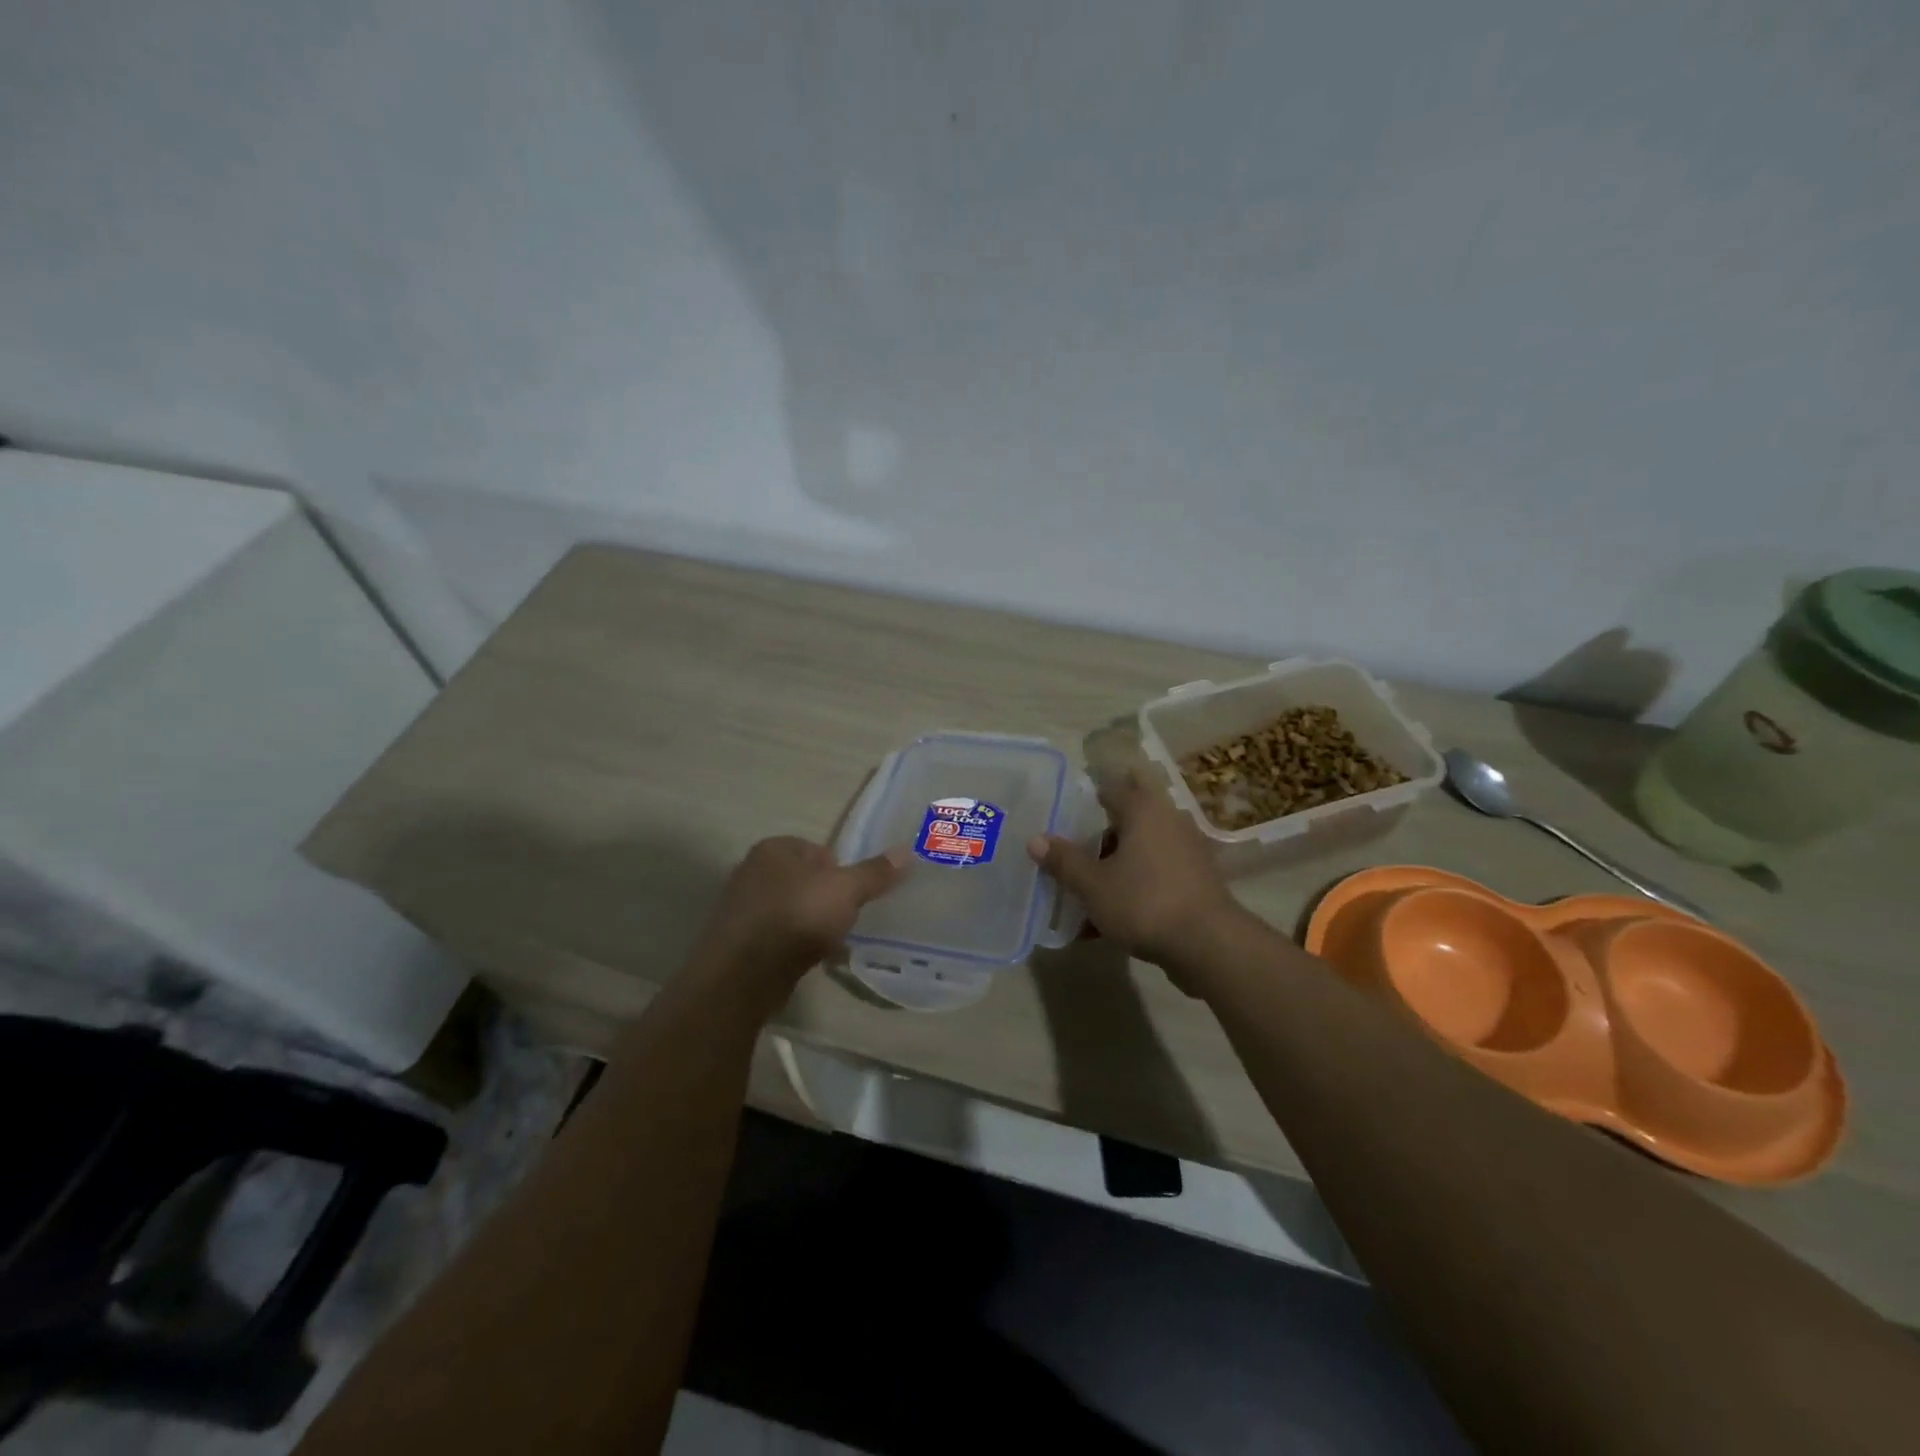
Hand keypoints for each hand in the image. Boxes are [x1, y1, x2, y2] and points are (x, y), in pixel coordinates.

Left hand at [694, 836, 906, 1001]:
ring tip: (829, 943)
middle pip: (803, 879)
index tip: (853, 895)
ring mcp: (740, 907)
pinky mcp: (736, 941)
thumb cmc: (798, 916)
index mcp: (774, 848)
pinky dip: (792, 944)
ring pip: (789, 908)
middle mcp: (751, 870)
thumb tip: (908, 851)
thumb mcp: (846, 890)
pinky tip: (808, 960)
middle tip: (844, 919)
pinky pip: (775, 936)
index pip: (817, 849)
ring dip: (809, 923)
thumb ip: (875, 872)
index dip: (840, 870)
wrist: (744, 974)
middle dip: (824, 898)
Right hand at [1026, 764, 1249, 977]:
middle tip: (1068, 857)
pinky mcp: (1196, 882)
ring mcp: (1187, 852)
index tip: (1064, 815)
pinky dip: (1132, 890)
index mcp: (1143, 810)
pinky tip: (1107, 922)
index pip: (1111, 788)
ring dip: (1113, 870)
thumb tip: (1035, 839)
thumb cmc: (1145, 902)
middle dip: (1097, 840)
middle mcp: (1168, 821)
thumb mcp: (1093, 885)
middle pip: (1125, 822)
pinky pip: (1154, 877)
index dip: (1086, 798)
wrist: (1209, 945)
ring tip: (1083, 895)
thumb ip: (1064, 861)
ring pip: (1139, 853)